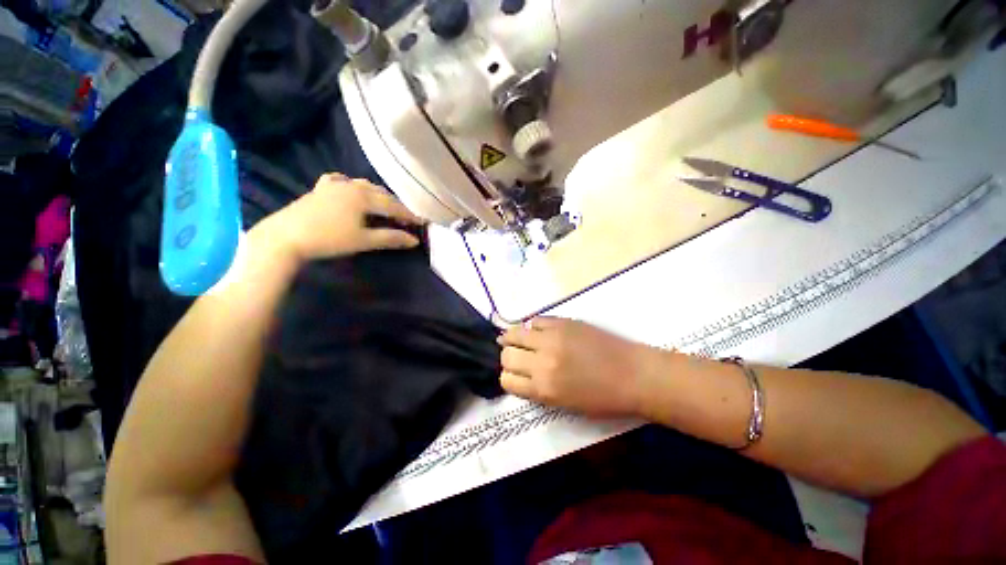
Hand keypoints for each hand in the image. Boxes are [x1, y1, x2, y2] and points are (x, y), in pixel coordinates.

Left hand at [253, 173, 423, 263]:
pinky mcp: (320, 189)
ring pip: (363, 185)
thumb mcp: (364, 241)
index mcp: (363, 196)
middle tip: (406, 217)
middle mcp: (351, 185)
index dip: (409, 215)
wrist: (286, 236)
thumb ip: (391, 238)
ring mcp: (334, 185)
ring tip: (385, 205)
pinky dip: (352, 185)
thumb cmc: (329, 239)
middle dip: (395, 204)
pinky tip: (351, 189)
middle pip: (380, 193)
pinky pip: (341, 181)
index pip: (393, 205)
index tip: (422, 222)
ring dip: (377, 194)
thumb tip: (415, 240)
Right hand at [498, 318, 664, 417]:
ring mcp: (551, 338)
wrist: (634, 374)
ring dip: (512, 337)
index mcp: (543, 389)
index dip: (508, 377)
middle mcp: (542, 363)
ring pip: (515, 333)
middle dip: (508, 357)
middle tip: (515, 355)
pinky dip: (533, 326)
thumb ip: (539, 391)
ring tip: (515, 338)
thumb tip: (522, 374)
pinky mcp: (563, 322)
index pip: (507, 380)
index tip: (514, 374)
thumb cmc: (603, 398)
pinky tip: (537, 330)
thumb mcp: (565, 405)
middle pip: (507, 356)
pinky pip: (536, 320)